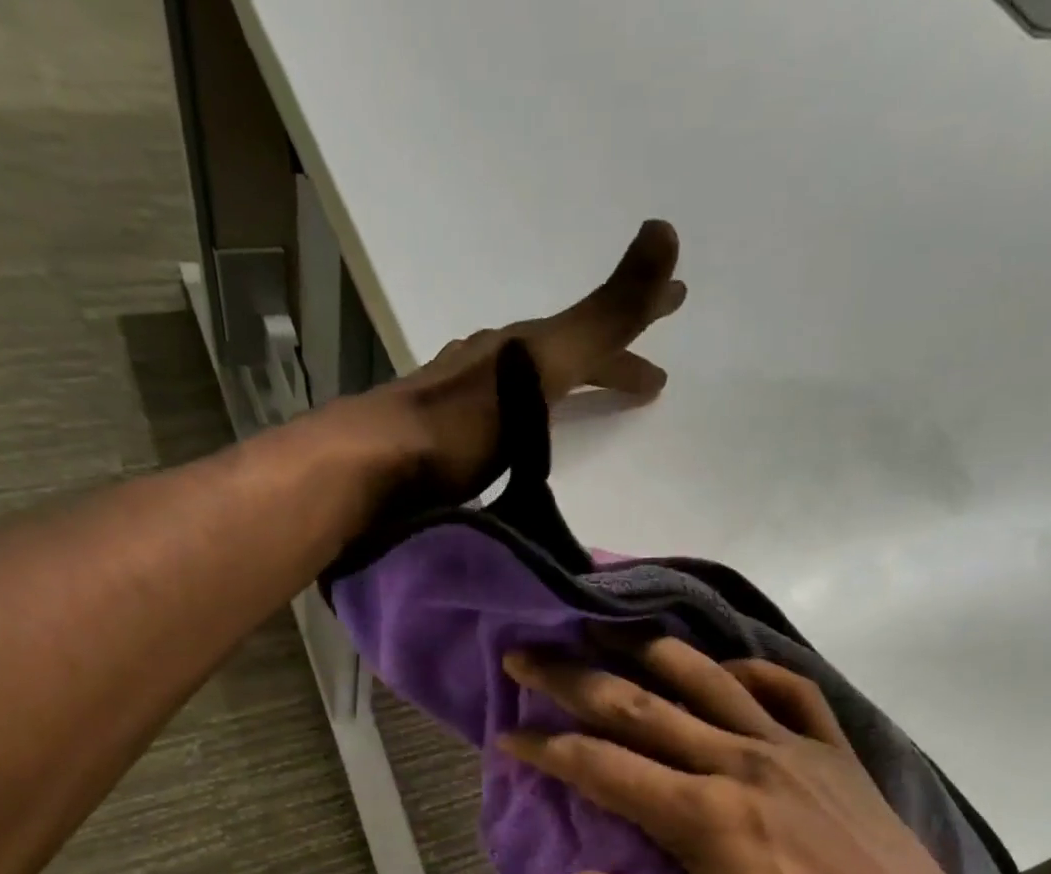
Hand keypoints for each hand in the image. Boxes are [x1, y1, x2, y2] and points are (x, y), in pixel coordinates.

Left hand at [384, 219, 686, 498]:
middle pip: (562, 354)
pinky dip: (525, 419)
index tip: (678, 309)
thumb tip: (666, 229)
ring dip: (563, 388)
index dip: (638, 322)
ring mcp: (461, 399)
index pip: (595, 329)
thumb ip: (602, 315)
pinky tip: (517, 438)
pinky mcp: (440, 439)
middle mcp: (491, 363)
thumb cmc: (460, 423)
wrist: (371, 467)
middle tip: (648, 378)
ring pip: (526, 385)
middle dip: (608, 358)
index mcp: (521, 346)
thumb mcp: (539, 366)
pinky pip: (499, 416)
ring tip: (583, 404)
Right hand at [500, 635, 1022, 873]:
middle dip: (569, 678)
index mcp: (703, 818)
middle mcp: (738, 763)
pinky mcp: (832, 748)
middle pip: (636, 705)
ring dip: (642, 650)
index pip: (602, 766)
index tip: (508, 736)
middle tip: (523, 656)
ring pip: (702, 678)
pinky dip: (742, 670)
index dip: (546, 748)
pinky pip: (783, 687)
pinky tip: (719, 671)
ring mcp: (790, 747)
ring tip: (600, 629)